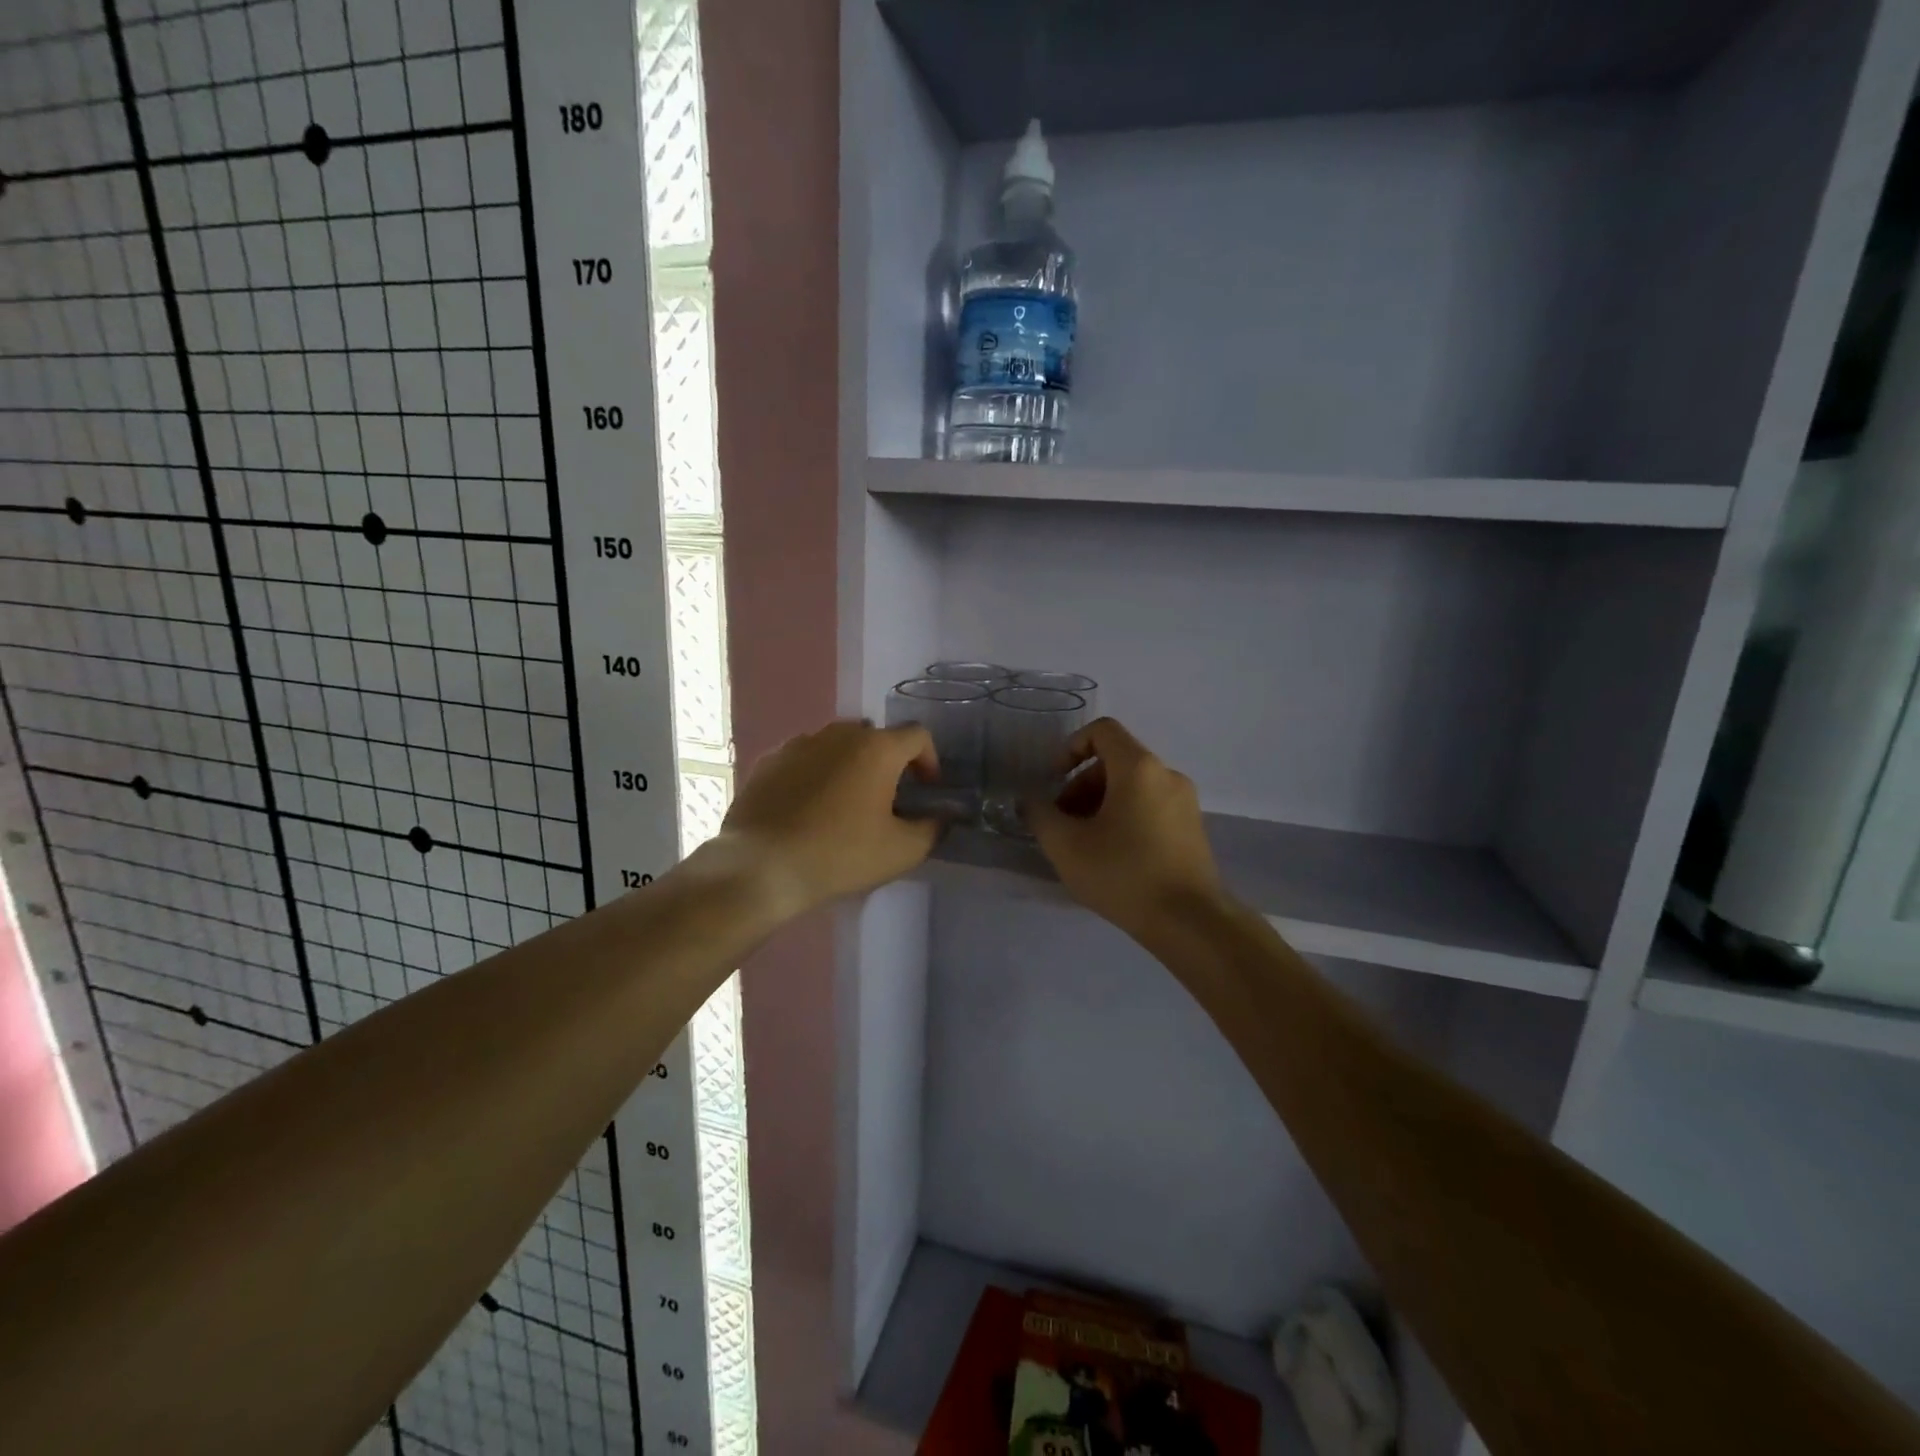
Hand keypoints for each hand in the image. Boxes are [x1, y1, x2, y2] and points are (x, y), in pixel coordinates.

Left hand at [716, 719, 940, 914]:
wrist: (761, 866)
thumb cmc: (839, 855)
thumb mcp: (901, 851)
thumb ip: (931, 828)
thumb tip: (939, 817)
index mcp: (877, 748)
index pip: (917, 736)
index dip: (930, 760)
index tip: (926, 790)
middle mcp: (839, 734)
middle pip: (875, 737)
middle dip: (887, 762)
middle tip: (886, 798)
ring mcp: (799, 743)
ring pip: (836, 745)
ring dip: (849, 766)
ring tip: (845, 803)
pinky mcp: (768, 760)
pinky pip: (804, 759)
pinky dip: (815, 774)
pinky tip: (808, 808)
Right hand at [1028, 718, 1223, 938]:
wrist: (1190, 922)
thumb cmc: (1123, 874)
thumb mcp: (1066, 845)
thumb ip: (1039, 815)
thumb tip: (1028, 800)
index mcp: (1139, 768)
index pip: (1102, 731)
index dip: (1070, 747)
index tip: (1054, 780)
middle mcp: (1167, 775)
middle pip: (1115, 762)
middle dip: (1080, 785)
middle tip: (1062, 823)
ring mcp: (1185, 803)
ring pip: (1132, 787)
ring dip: (1100, 804)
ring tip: (1083, 845)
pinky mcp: (1192, 829)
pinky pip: (1151, 807)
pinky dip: (1125, 818)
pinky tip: (1111, 857)